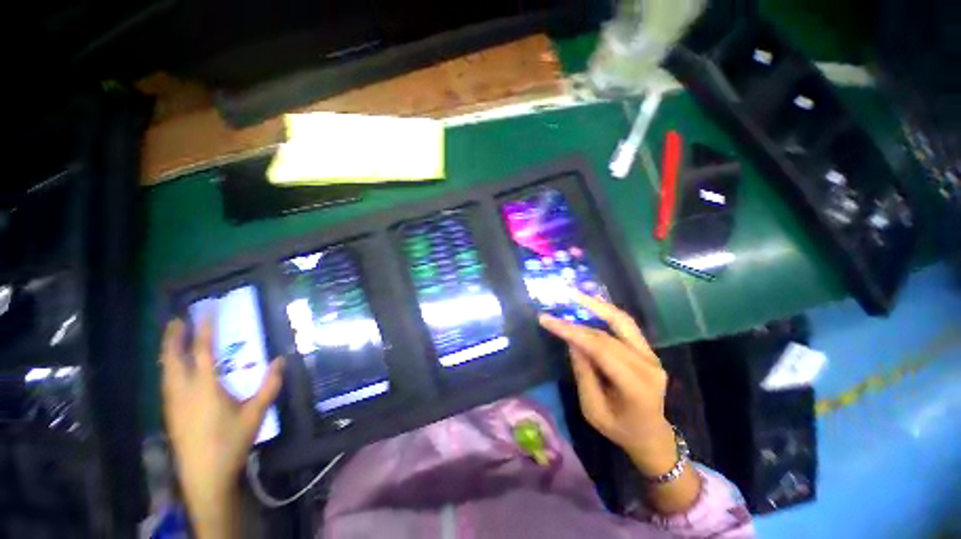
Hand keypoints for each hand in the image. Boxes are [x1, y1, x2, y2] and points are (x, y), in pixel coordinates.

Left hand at [160, 318, 283, 537]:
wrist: (204, 475)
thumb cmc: (231, 441)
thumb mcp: (256, 413)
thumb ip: (269, 385)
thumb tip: (280, 360)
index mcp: (205, 387)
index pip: (202, 351)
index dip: (204, 329)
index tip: (207, 311)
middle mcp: (183, 390)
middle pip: (173, 358)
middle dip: (173, 337)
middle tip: (178, 319)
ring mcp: (173, 402)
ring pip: (165, 370)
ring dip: (168, 351)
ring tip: (172, 337)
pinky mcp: (170, 412)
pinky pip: (166, 381)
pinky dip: (167, 367)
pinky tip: (172, 368)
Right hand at [539, 295, 700, 513]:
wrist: (652, 436)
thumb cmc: (619, 429)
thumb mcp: (592, 409)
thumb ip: (583, 373)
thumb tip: (572, 341)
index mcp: (635, 386)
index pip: (599, 349)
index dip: (572, 331)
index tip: (546, 320)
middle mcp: (648, 365)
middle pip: (608, 334)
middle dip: (577, 320)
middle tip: (556, 306)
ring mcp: (652, 356)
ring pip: (622, 321)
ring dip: (597, 305)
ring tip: (575, 295)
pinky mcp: (648, 350)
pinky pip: (627, 325)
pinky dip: (607, 312)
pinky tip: (592, 304)